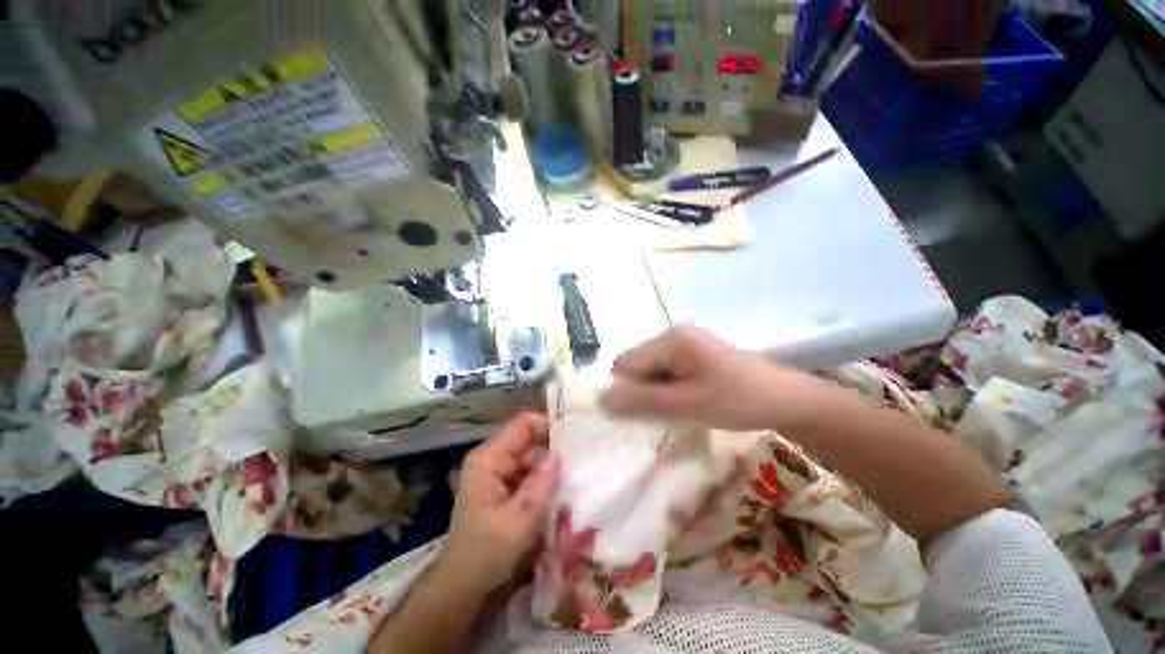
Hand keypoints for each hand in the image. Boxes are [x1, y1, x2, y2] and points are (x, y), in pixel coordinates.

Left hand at [438, 412, 561, 594]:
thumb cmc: (484, 554)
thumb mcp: (517, 521)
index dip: (548, 427)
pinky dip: (545, 484)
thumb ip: (540, 486)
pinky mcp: (506, 489)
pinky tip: (559, 498)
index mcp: (489, 458)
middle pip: (531, 442)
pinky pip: (531, 476)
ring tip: (573, 485)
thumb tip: (560, 456)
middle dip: (554, 454)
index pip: (523, 425)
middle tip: (579, 469)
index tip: (574, 442)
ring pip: (534, 460)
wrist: (463, 588)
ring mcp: (499, 474)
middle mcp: (494, 459)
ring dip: (552, 472)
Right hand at [602, 326, 834, 430]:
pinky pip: (665, 370)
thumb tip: (602, 400)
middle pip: (637, 365)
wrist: (788, 399)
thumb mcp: (688, 404)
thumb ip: (643, 400)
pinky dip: (668, 388)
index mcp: (670, 339)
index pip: (625, 364)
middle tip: (670, 412)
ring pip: (650, 370)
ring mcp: (684, 342)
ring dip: (657, 392)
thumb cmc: (739, 400)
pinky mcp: (693, 352)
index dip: (629, 390)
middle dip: (644, 391)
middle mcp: (673, 334)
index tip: (651, 412)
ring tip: (682, 407)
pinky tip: (688, 400)